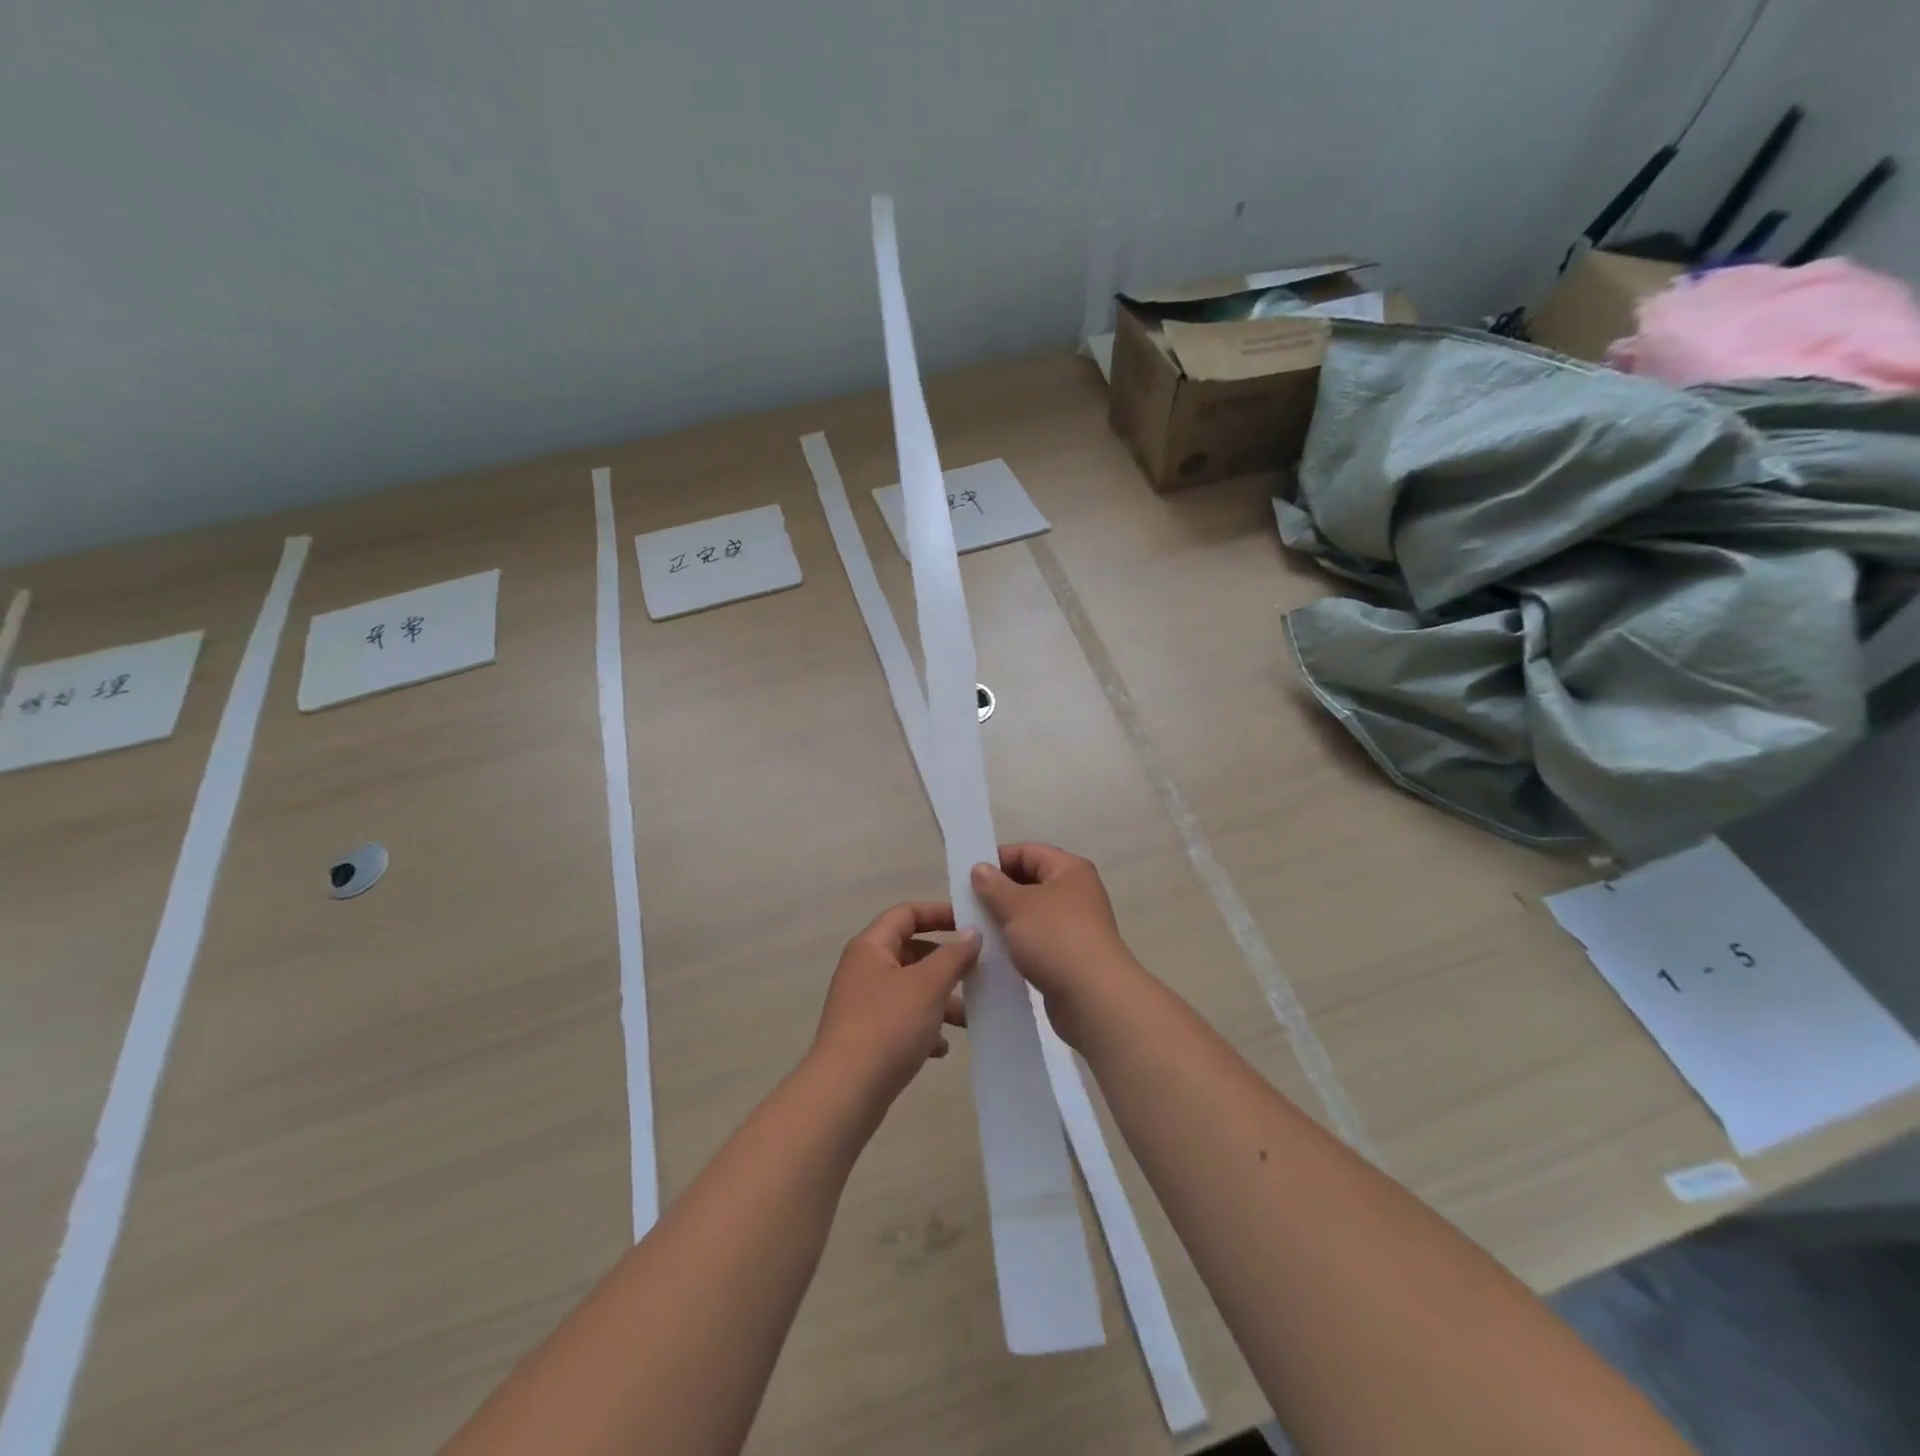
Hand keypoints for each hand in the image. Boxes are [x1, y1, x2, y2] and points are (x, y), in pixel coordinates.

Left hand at [811, 903, 978, 1104]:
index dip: (939, 913)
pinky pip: (902, 1019)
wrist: (845, 1091)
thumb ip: (954, 955)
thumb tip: (972, 933)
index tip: (971, 923)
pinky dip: (924, 1027)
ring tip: (969, 1017)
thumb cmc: (888, 1025)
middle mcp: (864, 969)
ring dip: (940, 998)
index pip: (906, 913)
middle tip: (977, 971)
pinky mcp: (867, 1035)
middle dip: (945, 961)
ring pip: (910, 988)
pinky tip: (942, 1048)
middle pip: (910, 951)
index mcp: (871, 946)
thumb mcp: (928, 985)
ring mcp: (863, 1003)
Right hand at [971, 844, 1145, 1047]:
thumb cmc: (1055, 939)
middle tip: (965, 903)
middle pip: (1029, 881)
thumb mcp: (1017, 906)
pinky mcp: (1067, 956)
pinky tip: (992, 953)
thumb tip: (980, 868)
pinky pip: (1035, 940)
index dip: (997, 859)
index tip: (966, 875)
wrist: (1093, 998)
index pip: (1028, 852)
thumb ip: (994, 885)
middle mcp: (1075, 892)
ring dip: (1003, 919)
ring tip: (973, 929)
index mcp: (1069, 870)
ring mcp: (1073, 926)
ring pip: (1030, 914)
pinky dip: (1015, 943)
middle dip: (997, 891)